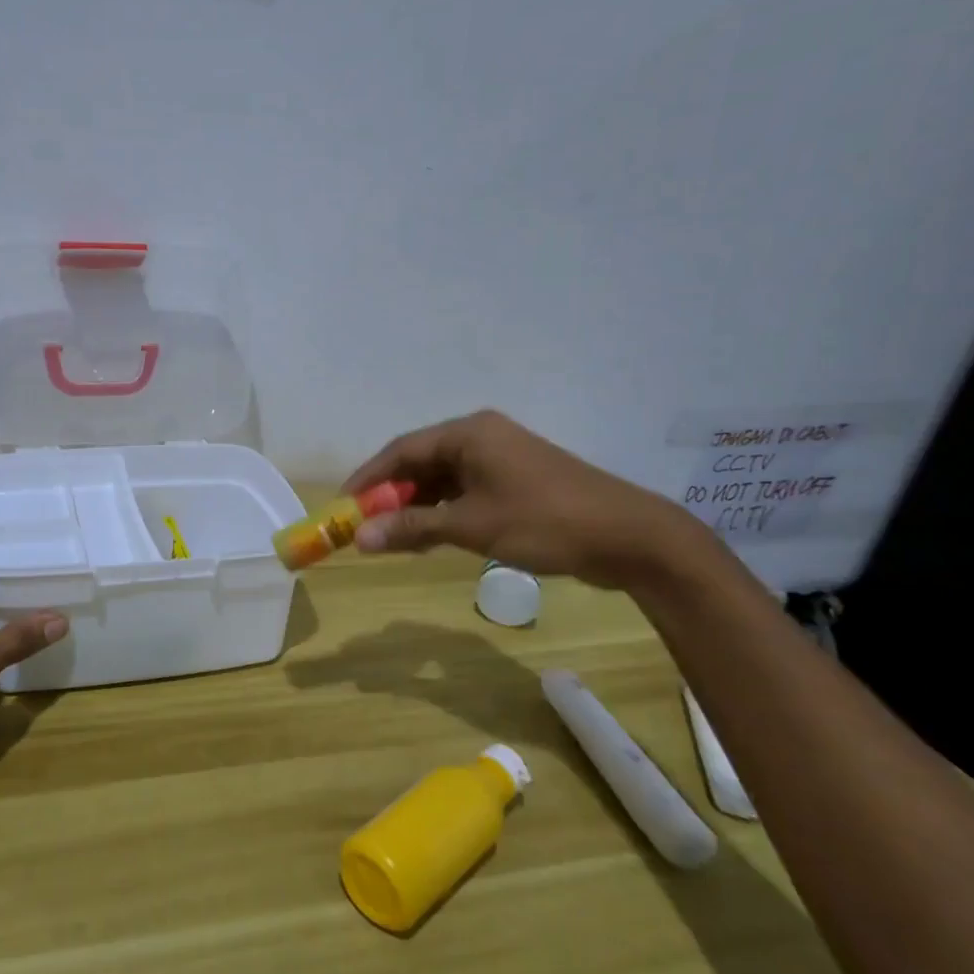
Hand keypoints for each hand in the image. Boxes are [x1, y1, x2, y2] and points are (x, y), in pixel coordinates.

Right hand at [342, 409, 706, 588]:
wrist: (629, 537)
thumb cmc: (544, 521)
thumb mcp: (471, 526)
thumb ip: (412, 528)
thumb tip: (360, 539)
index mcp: (468, 433)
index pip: (401, 450)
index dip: (368, 478)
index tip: (344, 506)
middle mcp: (481, 437)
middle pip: (420, 462)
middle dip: (391, 495)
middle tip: (366, 526)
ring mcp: (501, 459)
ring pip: (442, 479)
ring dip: (416, 507)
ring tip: (393, 538)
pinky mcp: (516, 481)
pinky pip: (465, 491)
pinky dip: (443, 512)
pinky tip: (430, 537)